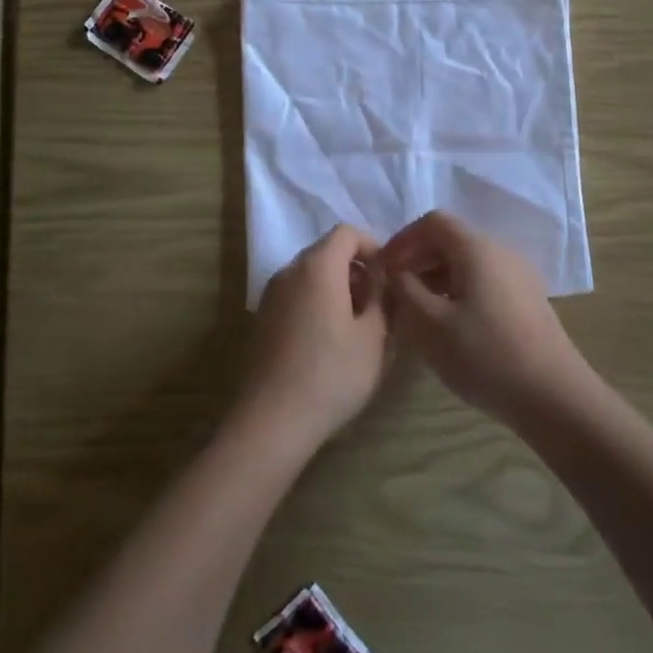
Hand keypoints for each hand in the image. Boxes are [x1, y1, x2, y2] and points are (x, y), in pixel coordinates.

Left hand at [240, 225, 390, 450]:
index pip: (347, 233)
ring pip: (311, 276)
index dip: (373, 246)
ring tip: (358, 327)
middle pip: (327, 252)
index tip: (389, 277)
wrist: (272, 419)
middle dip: (356, 270)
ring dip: (337, 288)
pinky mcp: (263, 319)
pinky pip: (297, 296)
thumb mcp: (373, 337)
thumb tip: (381, 279)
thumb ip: (381, 298)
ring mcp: (271, 295)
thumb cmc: (332, 373)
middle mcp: (289, 271)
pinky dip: (317, 304)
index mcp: (318, 266)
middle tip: (378, 305)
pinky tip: (330, 342)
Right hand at [380, 211, 591, 424]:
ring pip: (467, 263)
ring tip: (415, 311)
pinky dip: (457, 291)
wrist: (554, 397)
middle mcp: (501, 252)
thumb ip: (404, 290)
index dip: (402, 240)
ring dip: (435, 278)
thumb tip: (394, 273)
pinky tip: (447, 325)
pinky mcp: (527, 301)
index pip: (433, 222)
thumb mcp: (429, 325)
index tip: (382, 269)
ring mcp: (519, 277)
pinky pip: (483, 282)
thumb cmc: (485, 356)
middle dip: (417, 259)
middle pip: (451, 240)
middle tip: (394, 291)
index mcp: (478, 249)